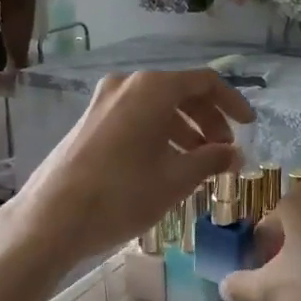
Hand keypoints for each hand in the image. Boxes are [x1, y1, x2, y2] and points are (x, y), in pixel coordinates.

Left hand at [11, 69, 254, 262]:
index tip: (249, 126)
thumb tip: (235, 154)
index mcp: (152, 88)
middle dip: (208, 120)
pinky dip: (158, 134)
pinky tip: (166, 165)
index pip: (204, 82)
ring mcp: (104, 101)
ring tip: (198, 163)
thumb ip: (211, 160)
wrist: (51, 218)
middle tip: (223, 151)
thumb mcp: (175, 180)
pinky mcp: (90, 121)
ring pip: (156, 106)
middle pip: (180, 92)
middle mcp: (127, 84)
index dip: (232, 103)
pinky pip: (135, 117)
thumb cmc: (121, 195)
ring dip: (184, 130)